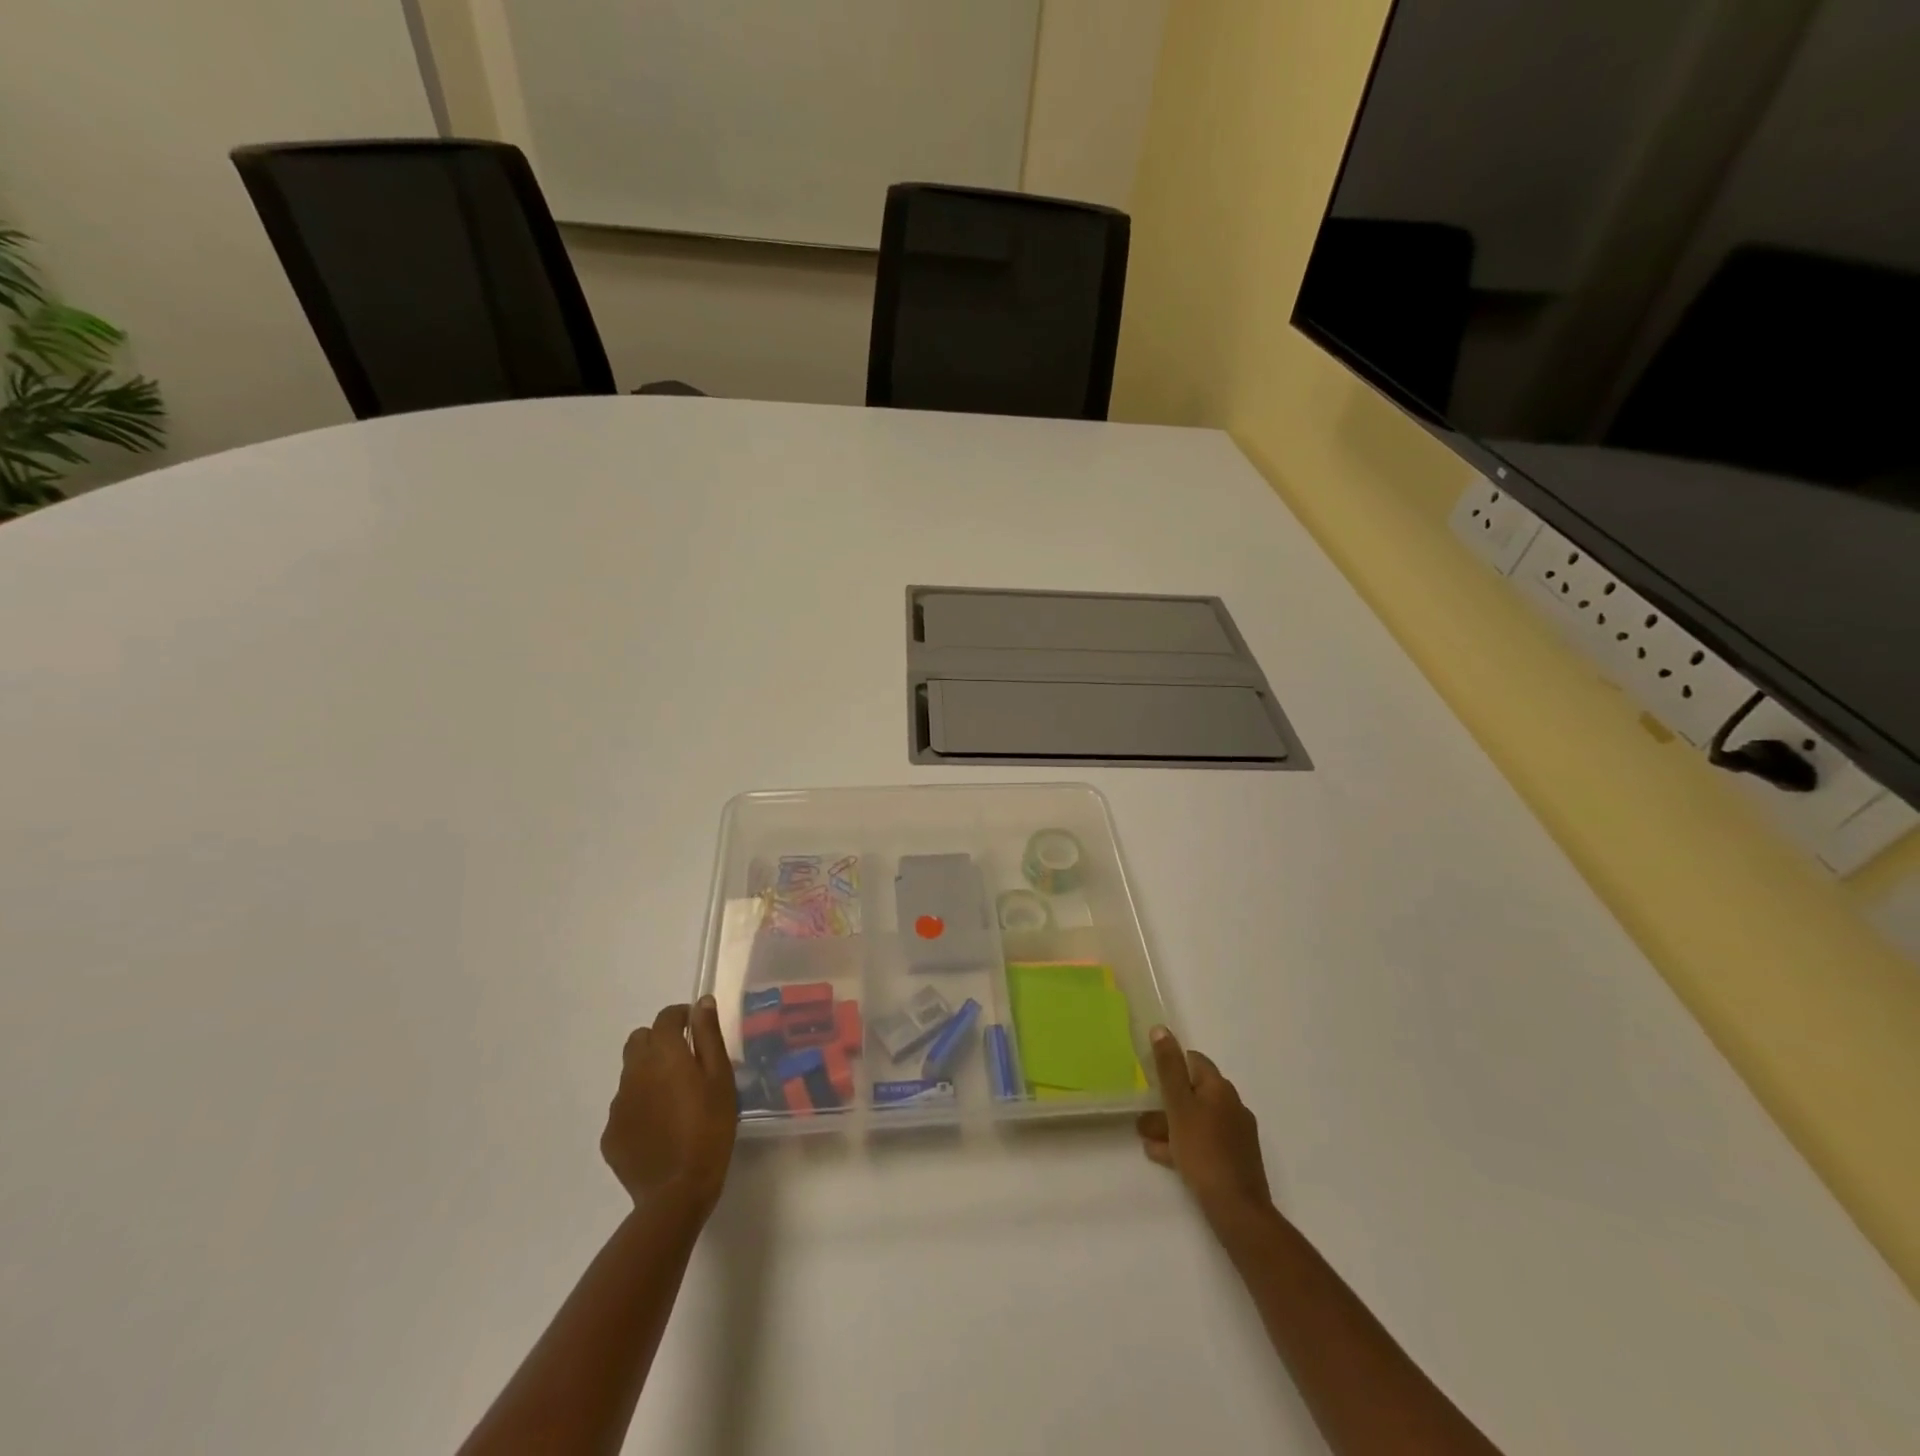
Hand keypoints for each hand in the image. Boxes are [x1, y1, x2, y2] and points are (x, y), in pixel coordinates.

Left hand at [602, 998, 737, 1215]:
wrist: (677, 1192)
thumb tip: (702, 1003)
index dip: (682, 1016)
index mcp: (663, 1054)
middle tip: (685, 1061)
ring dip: (649, 1073)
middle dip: (659, 1041)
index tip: (697, 1028)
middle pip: (639, 1040)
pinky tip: (660, 1128)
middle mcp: (634, 1072)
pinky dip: (641, 1106)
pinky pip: (625, 1106)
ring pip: (630, 1073)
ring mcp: (618, 1104)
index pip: (666, 1017)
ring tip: (674, 1099)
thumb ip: (709, 1036)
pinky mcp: (611, 1134)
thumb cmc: (710, 1128)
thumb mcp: (720, 1078)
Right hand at [1138, 1025, 1271, 1223]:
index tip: (1150, 1078)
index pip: (1194, 1061)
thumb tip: (1161, 1029)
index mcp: (1220, 1087)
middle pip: (1194, 1092)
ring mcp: (1237, 1133)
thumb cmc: (1203, 1150)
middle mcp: (1232, 1104)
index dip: (1171, 1065)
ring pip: (1197, 1119)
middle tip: (1142, 1117)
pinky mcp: (1236, 1158)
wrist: (1237, 1208)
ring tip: (1146, 1140)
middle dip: (1166, 1102)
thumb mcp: (1178, 1105)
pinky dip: (1184, 1143)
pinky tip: (1164, 1157)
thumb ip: (1168, 1068)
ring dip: (1171, 1125)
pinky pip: (1205, 1141)